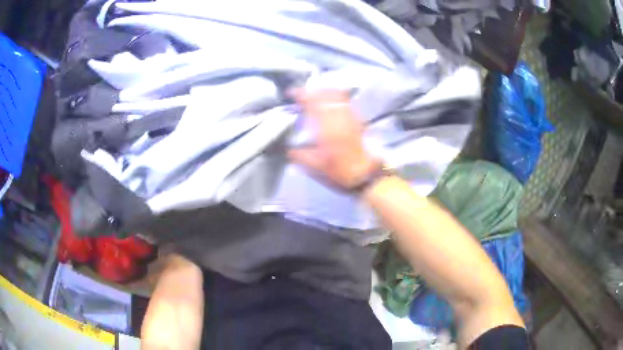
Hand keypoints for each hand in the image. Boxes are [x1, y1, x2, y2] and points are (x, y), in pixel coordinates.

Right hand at [288, 89, 380, 189]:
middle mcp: (339, 118)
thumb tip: (289, 149)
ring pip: (337, 96)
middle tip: (302, 93)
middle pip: (326, 95)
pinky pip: (346, 102)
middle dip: (312, 90)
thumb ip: (300, 156)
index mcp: (327, 128)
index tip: (292, 93)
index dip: (302, 95)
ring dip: (324, 91)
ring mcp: (350, 118)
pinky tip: (332, 101)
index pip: (313, 103)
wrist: (365, 175)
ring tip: (315, 93)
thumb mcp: (315, 167)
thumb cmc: (339, 171)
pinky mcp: (357, 121)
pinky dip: (337, 97)